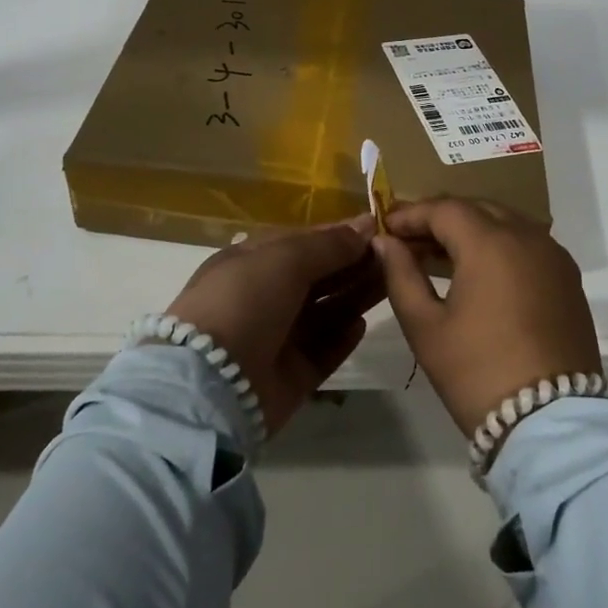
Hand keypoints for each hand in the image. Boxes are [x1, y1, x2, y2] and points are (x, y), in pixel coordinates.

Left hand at [165, 217, 383, 436]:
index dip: (339, 235)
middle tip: (396, 255)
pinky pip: (324, 351)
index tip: (378, 229)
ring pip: (326, 311)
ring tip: (392, 283)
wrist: (211, 383)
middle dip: (354, 265)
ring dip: (355, 296)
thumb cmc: (244, 301)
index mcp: (252, 262)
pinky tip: (362, 324)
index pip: (303, 242)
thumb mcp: (284, 258)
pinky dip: (343, 337)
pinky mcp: (291, 376)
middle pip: (318, 277)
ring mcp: (277, 338)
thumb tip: (364, 224)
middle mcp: (264, 297)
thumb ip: (328, 244)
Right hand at [374, 199, 602, 435]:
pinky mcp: (568, 278)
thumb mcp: (426, 326)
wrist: (551, 422)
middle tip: (410, 240)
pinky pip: (528, 243)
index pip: (444, 209)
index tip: (386, 226)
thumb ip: (401, 275)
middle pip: (477, 209)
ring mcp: (553, 255)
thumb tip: (385, 242)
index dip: (411, 214)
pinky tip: (480, 271)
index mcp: (490, 242)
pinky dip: (500, 245)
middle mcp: (527, 236)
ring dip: (472, 230)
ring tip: (441, 255)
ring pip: (506, 222)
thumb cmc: (477, 372)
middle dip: (441, 218)